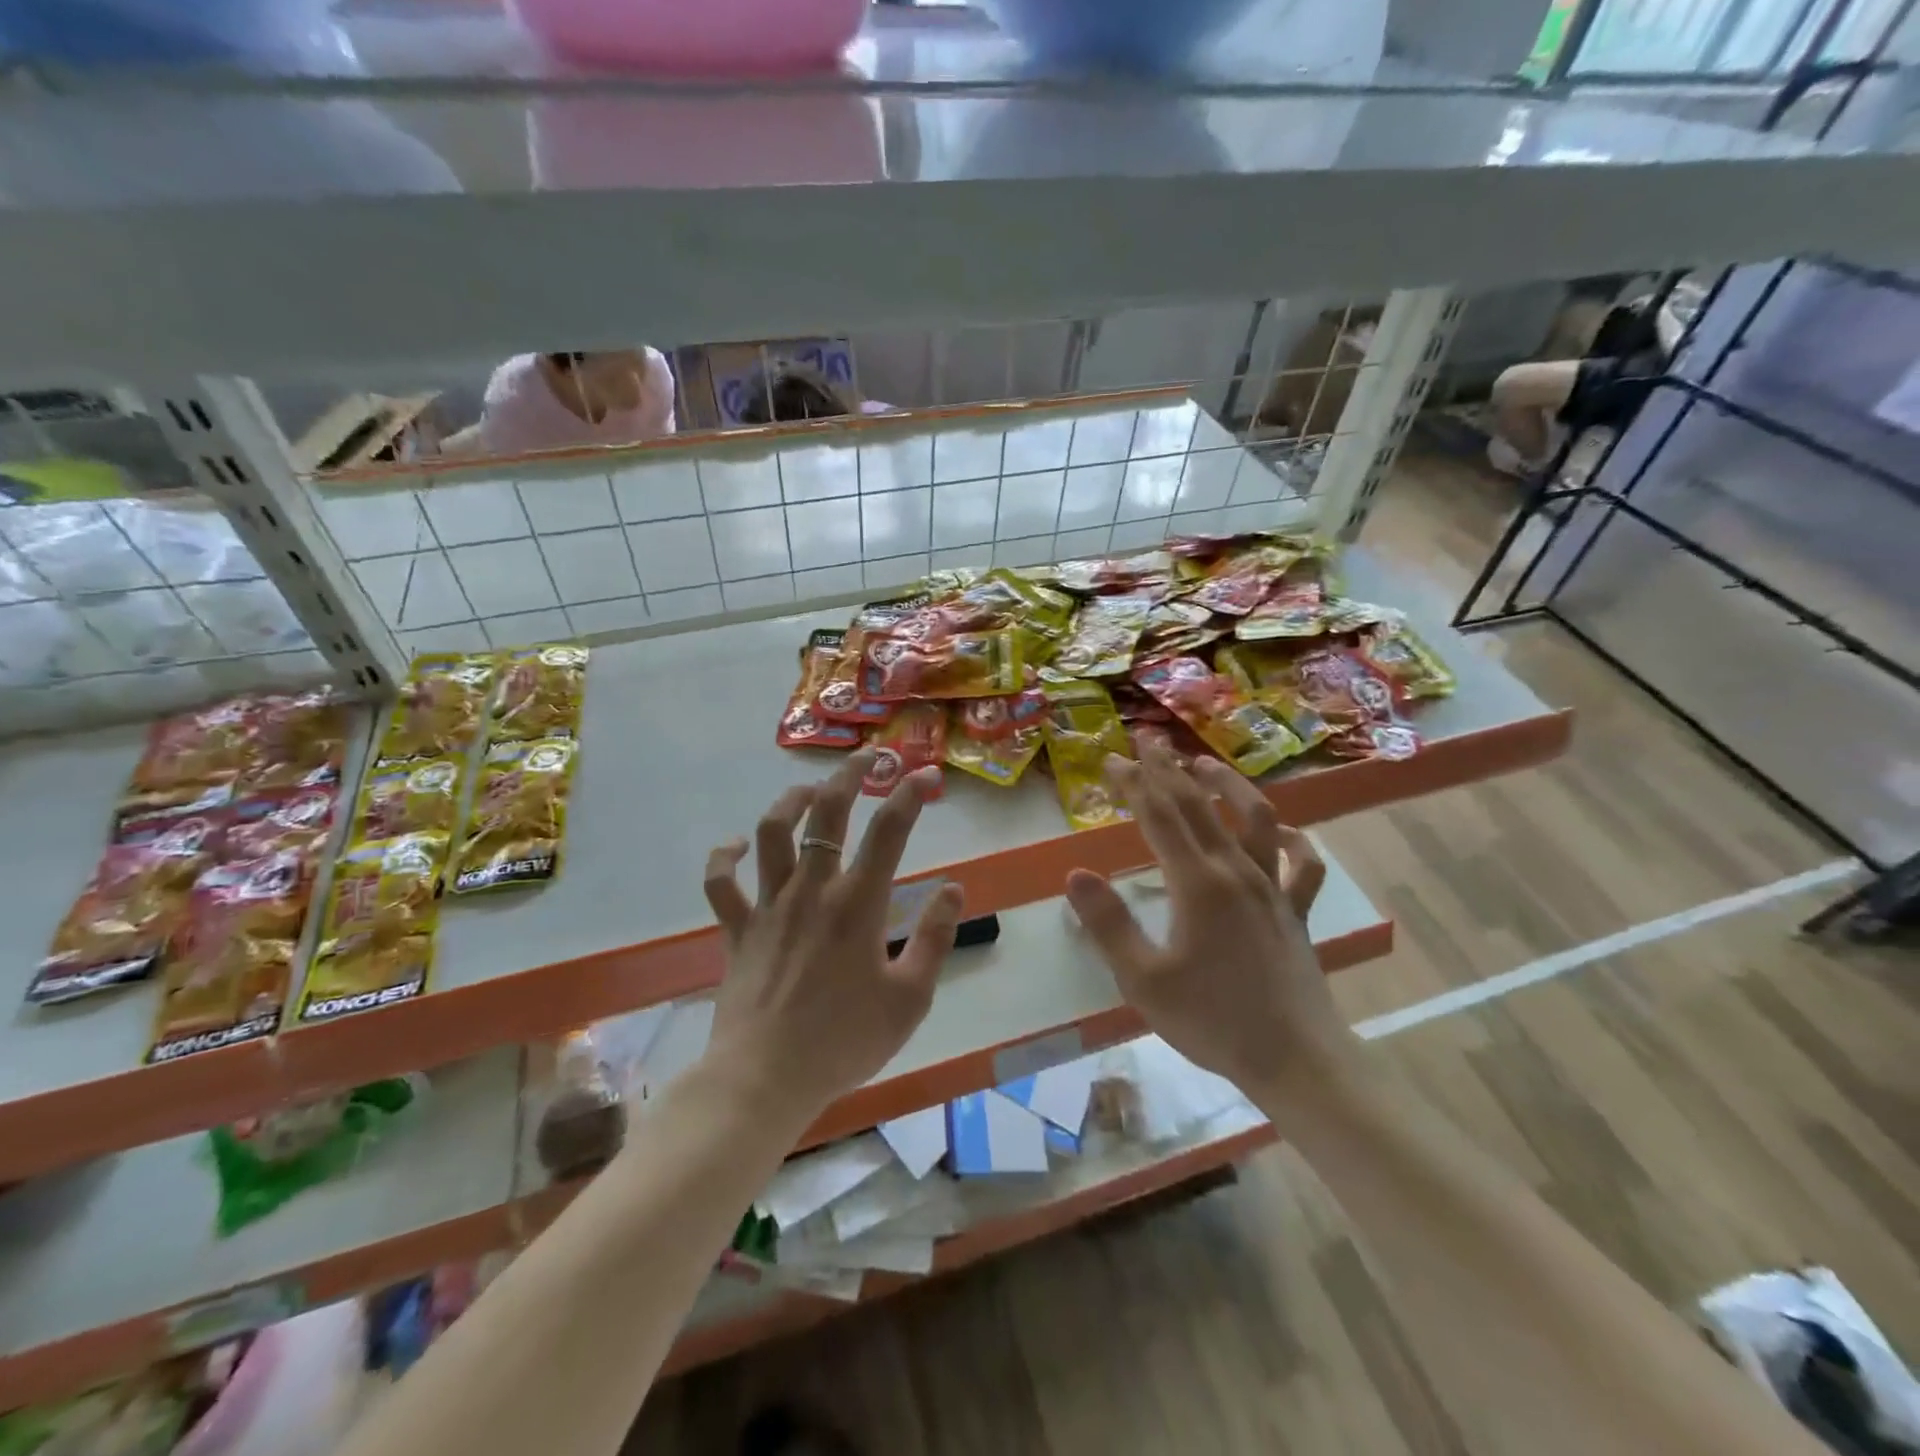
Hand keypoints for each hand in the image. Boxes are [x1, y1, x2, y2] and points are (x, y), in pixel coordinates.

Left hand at [702, 748, 964, 1122]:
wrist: (764, 1080)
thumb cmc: (844, 1041)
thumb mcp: (910, 999)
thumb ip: (935, 939)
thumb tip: (952, 889)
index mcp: (858, 904)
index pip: (889, 830)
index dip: (910, 794)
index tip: (927, 775)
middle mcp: (811, 890)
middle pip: (826, 813)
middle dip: (848, 776)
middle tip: (865, 759)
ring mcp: (768, 906)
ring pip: (771, 833)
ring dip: (789, 802)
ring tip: (809, 791)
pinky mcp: (737, 929)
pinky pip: (720, 883)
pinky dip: (725, 857)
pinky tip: (738, 845)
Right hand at [1063, 743, 1360, 1121]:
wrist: (1295, 1061)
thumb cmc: (1212, 1021)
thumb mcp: (1143, 979)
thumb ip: (1108, 923)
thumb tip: (1077, 874)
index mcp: (1197, 883)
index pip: (1159, 816)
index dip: (1134, 783)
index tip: (1112, 759)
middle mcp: (1236, 872)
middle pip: (1199, 806)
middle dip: (1169, 770)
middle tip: (1147, 742)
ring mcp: (1273, 889)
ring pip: (1255, 820)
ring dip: (1229, 786)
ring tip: (1205, 764)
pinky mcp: (1296, 911)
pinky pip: (1304, 866)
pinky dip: (1295, 841)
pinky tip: (1282, 830)